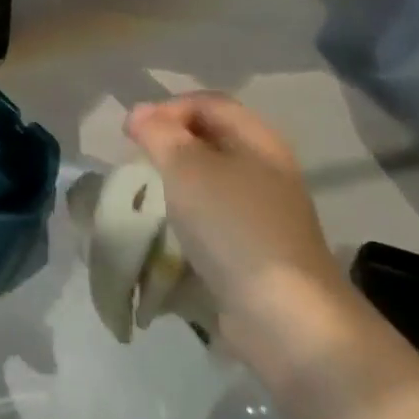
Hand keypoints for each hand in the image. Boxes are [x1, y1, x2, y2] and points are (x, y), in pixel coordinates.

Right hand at [126, 93, 364, 386]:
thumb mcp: (187, 169)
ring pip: (213, 180)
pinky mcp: (258, 250)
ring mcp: (265, 212)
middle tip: (137, 160)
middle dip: (171, 143)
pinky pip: (217, 217)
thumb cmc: (233, 227)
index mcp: (258, 140)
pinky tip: (172, 230)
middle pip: (212, 138)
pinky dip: (191, 216)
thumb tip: (139, 114)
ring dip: (179, 181)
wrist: (284, 316)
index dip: (168, 108)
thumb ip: (159, 134)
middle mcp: (266, 168)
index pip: (208, 102)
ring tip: (149, 193)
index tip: (134, 132)